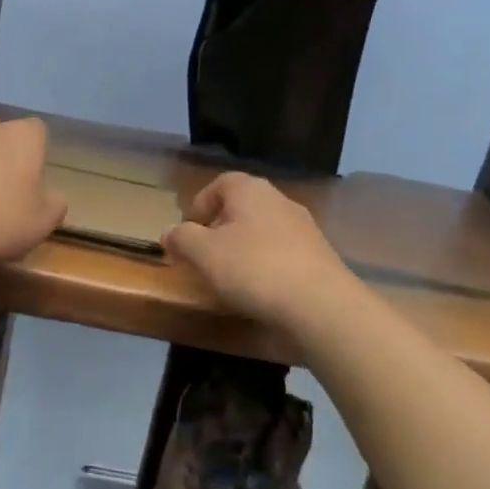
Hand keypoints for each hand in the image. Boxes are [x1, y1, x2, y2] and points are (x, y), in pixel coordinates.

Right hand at [162, 172, 356, 327]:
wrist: (321, 305)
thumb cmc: (253, 268)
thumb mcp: (203, 253)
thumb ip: (181, 238)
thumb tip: (168, 232)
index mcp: (250, 190)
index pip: (220, 184)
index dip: (201, 204)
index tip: (189, 232)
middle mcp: (279, 200)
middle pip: (243, 206)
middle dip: (221, 228)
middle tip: (205, 255)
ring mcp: (305, 228)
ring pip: (264, 230)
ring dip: (245, 247)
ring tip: (231, 277)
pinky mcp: (320, 256)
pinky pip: (284, 253)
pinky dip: (268, 265)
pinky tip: (262, 290)